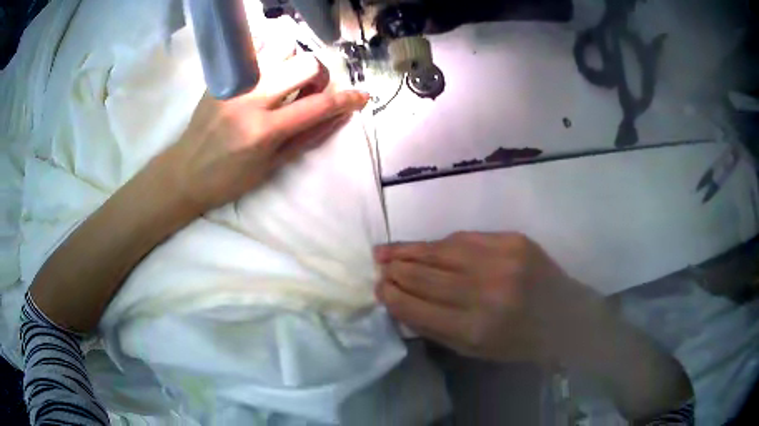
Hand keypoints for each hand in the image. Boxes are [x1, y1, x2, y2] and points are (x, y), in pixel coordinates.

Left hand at [159, 52, 368, 212]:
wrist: (185, 172)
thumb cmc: (229, 179)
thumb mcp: (272, 166)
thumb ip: (308, 138)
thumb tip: (339, 116)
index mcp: (264, 131)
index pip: (318, 106)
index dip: (347, 100)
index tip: (362, 97)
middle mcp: (251, 100)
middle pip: (304, 65)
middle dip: (320, 76)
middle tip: (311, 90)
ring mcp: (234, 84)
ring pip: (281, 48)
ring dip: (294, 61)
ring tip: (287, 78)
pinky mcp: (222, 77)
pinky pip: (255, 49)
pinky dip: (270, 54)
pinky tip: (267, 71)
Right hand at [375, 232, 693, 420]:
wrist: (568, 316)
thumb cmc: (521, 342)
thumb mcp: (476, 350)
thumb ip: (437, 329)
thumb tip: (401, 304)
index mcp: (475, 328)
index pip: (418, 307)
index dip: (393, 296)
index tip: (378, 288)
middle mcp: (485, 292)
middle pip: (425, 275)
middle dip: (395, 270)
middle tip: (378, 265)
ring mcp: (501, 260)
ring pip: (440, 251)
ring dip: (408, 250)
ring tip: (386, 250)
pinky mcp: (513, 240)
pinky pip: (464, 238)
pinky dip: (439, 243)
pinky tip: (424, 246)